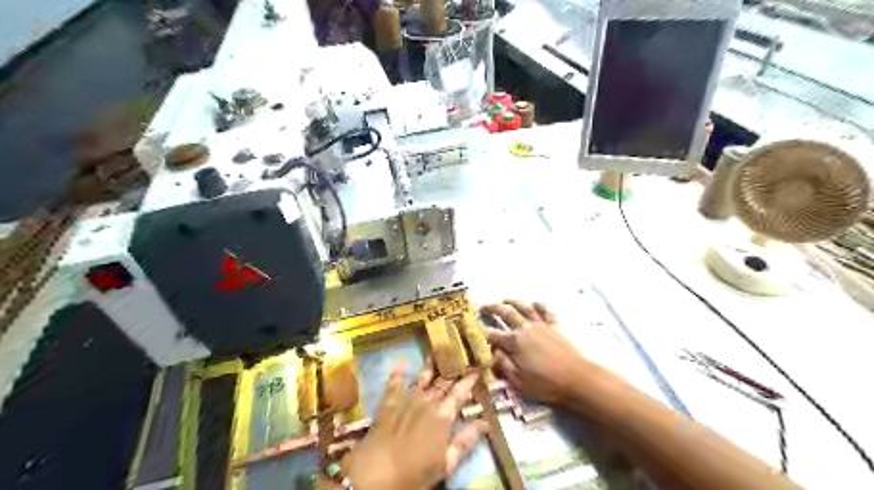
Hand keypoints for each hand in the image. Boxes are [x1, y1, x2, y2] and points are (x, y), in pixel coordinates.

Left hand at [341, 359, 490, 489]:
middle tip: (461, 353)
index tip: (477, 366)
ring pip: (422, 376)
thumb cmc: (415, 473)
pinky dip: (398, 371)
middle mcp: (427, 400)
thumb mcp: (446, 463)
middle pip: (444, 381)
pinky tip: (400, 360)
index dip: (470, 378)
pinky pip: (394, 382)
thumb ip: (466, 441)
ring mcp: (406, 399)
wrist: (375, 474)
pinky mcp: (388, 402)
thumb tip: (486, 422)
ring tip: (438, 349)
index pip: (461, 391)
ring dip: (431, 363)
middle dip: (454, 367)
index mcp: (443, 415)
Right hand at [482, 301, 589, 403]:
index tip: (473, 329)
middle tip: (483, 306)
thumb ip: (504, 365)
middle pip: (505, 313)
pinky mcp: (555, 326)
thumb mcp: (519, 382)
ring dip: (513, 302)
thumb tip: (492, 353)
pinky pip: (546, 311)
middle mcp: (525, 329)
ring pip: (524, 307)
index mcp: (514, 343)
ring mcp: (541, 325)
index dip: (481, 331)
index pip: (493, 335)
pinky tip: (535, 303)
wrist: (578, 379)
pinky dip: (539, 305)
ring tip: (505, 300)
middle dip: (492, 308)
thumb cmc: (547, 384)